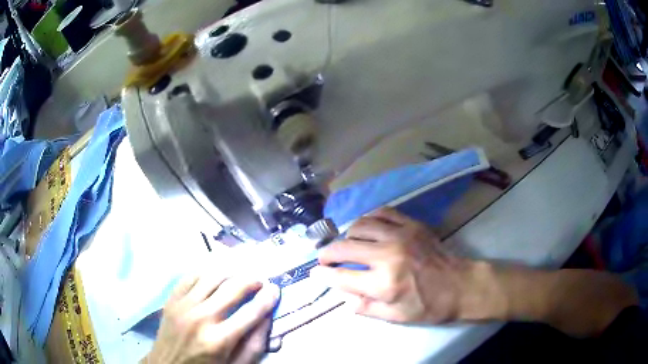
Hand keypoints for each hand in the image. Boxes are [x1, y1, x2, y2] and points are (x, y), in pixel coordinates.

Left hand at [144, 273, 279, 363]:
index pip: (251, 313)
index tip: (275, 289)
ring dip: (230, 273)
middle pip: (232, 289)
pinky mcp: (172, 299)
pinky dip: (206, 273)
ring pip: (212, 276)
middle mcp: (201, 318)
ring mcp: (183, 305)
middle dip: (251, 281)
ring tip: (239, 277)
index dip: (267, 299)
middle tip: (259, 282)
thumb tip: (268, 317)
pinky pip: (191, 276)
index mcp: (220, 340)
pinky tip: (214, 277)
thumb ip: (255, 344)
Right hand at [312, 207, 489, 324]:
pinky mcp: (411, 224)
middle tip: (324, 259)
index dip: (323, 275)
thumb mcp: (396, 317)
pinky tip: (366, 228)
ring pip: (359, 226)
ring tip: (347, 244)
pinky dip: (368, 219)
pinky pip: (381, 212)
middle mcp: (388, 256)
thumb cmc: (429, 306)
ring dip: (347, 236)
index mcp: (384, 284)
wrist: (460, 284)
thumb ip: (365, 308)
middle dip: (326, 254)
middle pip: (343, 248)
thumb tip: (342, 297)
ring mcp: (400, 235)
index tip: (315, 274)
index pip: (341, 277)